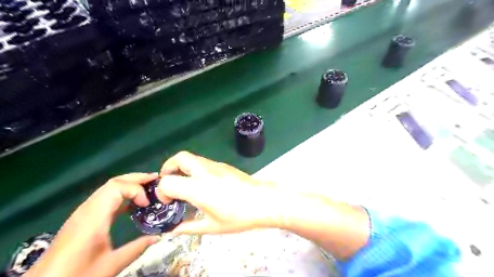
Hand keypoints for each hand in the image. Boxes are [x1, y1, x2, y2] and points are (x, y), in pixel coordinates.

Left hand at [25, 173, 159, 276]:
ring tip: (148, 187)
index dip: (137, 189)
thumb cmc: (76, 275)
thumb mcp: (109, 266)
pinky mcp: (83, 218)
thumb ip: (136, 248)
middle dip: (136, 178)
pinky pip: (105, 197)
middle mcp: (87, 209)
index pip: (117, 187)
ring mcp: (83, 212)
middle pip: (113, 182)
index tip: (148, 204)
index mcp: (93, 217)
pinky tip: (132, 203)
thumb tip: (159, 237)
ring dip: (129, 185)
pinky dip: (122, 194)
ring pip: (108, 188)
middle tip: (156, 179)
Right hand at [159, 151, 287, 232]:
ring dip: (183, 167)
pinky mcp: (224, 165)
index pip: (168, 181)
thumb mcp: (212, 227)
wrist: (264, 201)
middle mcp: (205, 172)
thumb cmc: (239, 216)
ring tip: (186, 184)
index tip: (169, 201)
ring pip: (192, 157)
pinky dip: (195, 169)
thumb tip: (173, 230)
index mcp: (198, 188)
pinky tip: (203, 184)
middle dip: (168, 167)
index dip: (162, 191)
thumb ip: (189, 227)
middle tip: (170, 182)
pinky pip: (203, 162)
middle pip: (180, 157)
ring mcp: (216, 165)